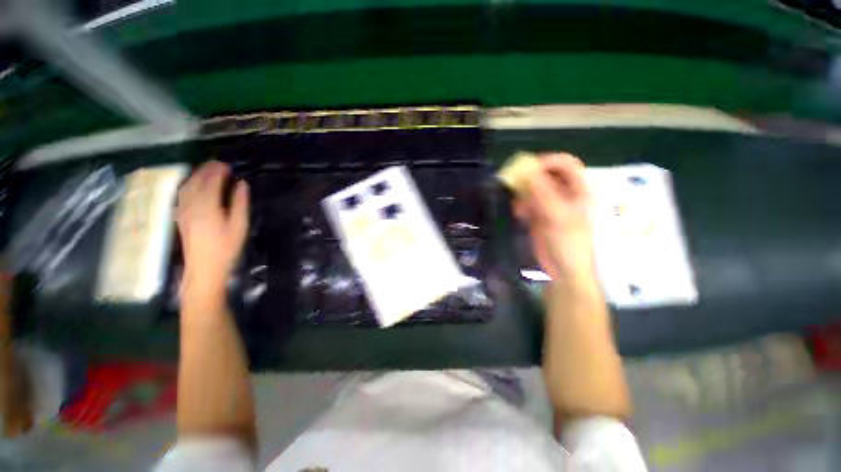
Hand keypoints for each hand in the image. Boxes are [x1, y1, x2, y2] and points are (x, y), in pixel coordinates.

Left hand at [177, 161, 248, 293]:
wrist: (204, 267)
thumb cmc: (226, 247)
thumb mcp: (239, 225)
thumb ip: (240, 203)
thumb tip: (242, 184)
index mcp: (208, 206)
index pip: (211, 182)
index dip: (218, 171)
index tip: (227, 165)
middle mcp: (192, 205)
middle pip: (196, 181)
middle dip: (206, 170)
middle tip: (218, 164)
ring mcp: (183, 210)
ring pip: (187, 186)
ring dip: (196, 175)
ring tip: (207, 171)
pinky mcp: (181, 216)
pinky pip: (182, 194)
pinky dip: (189, 185)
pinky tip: (194, 185)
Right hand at [514, 153, 595, 284]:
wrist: (563, 269)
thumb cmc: (568, 242)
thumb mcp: (558, 215)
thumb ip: (542, 192)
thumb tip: (526, 170)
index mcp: (577, 190)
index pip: (565, 164)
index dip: (548, 161)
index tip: (528, 167)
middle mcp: (563, 193)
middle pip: (546, 174)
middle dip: (530, 177)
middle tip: (515, 182)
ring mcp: (549, 205)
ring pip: (533, 188)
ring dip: (523, 193)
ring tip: (520, 205)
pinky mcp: (537, 215)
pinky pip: (526, 203)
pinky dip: (521, 205)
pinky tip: (520, 215)